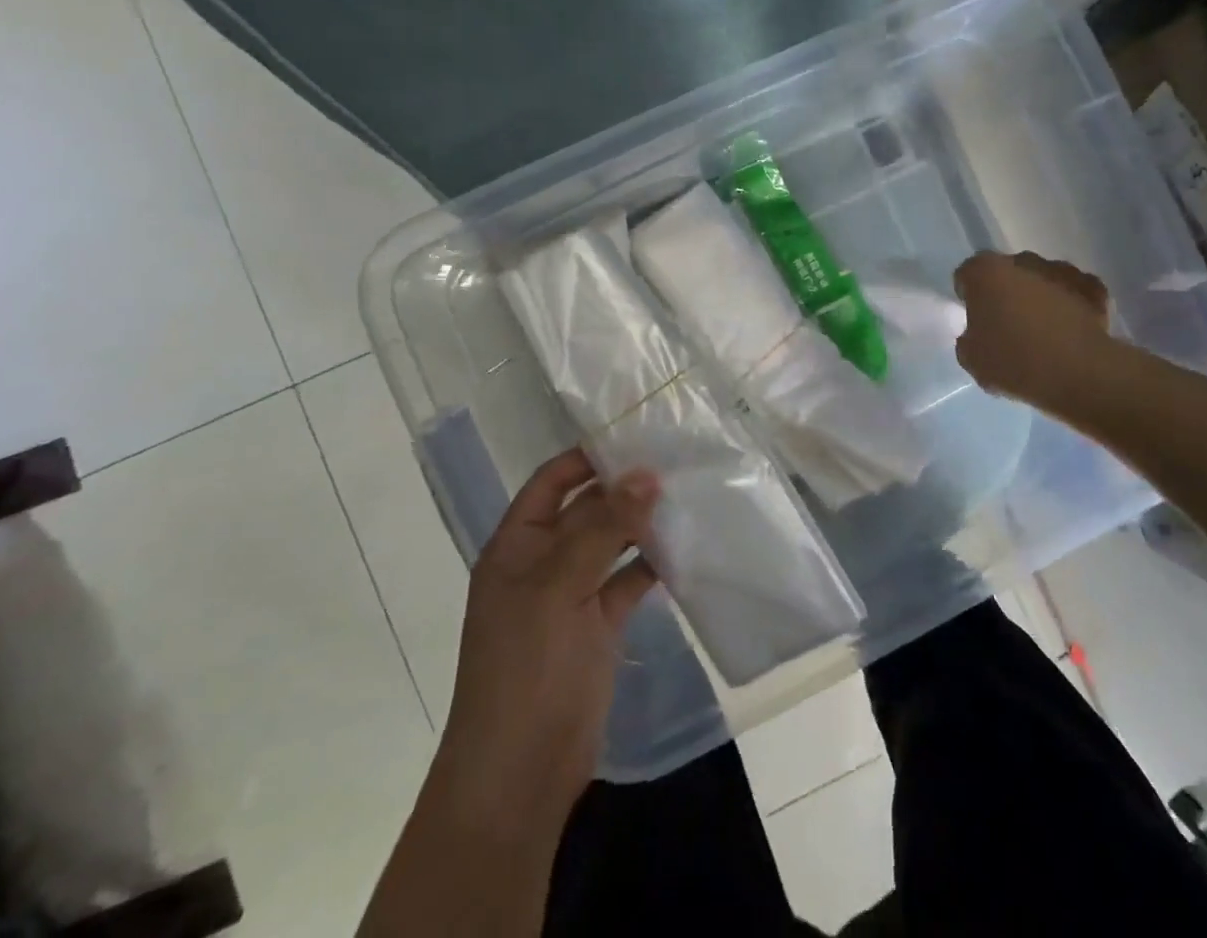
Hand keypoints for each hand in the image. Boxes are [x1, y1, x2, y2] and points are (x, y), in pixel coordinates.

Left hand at [432, 448, 660, 832]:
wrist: (521, 774)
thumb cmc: (526, 668)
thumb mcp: (559, 588)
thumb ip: (604, 528)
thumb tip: (647, 473)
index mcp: (517, 544)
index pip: (553, 481)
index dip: (588, 456)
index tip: (636, 432)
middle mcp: (544, 561)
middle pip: (587, 508)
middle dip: (624, 486)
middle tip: (677, 458)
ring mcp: (572, 594)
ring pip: (612, 542)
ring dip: (643, 522)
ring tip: (689, 492)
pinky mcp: (600, 625)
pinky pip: (629, 580)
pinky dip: (653, 563)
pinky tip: (686, 546)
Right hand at [953, 251, 1111, 407]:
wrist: (1079, 373)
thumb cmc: (1014, 362)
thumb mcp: (971, 359)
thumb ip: (968, 338)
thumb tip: (976, 334)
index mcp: (985, 272)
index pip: (966, 275)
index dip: (967, 296)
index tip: (974, 319)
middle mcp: (1022, 261)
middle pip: (1005, 273)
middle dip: (1004, 292)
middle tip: (1006, 325)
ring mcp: (1061, 270)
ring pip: (1042, 279)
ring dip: (1039, 296)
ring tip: (1042, 331)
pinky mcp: (1093, 287)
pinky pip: (1074, 291)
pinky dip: (1072, 303)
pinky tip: (1071, 330)